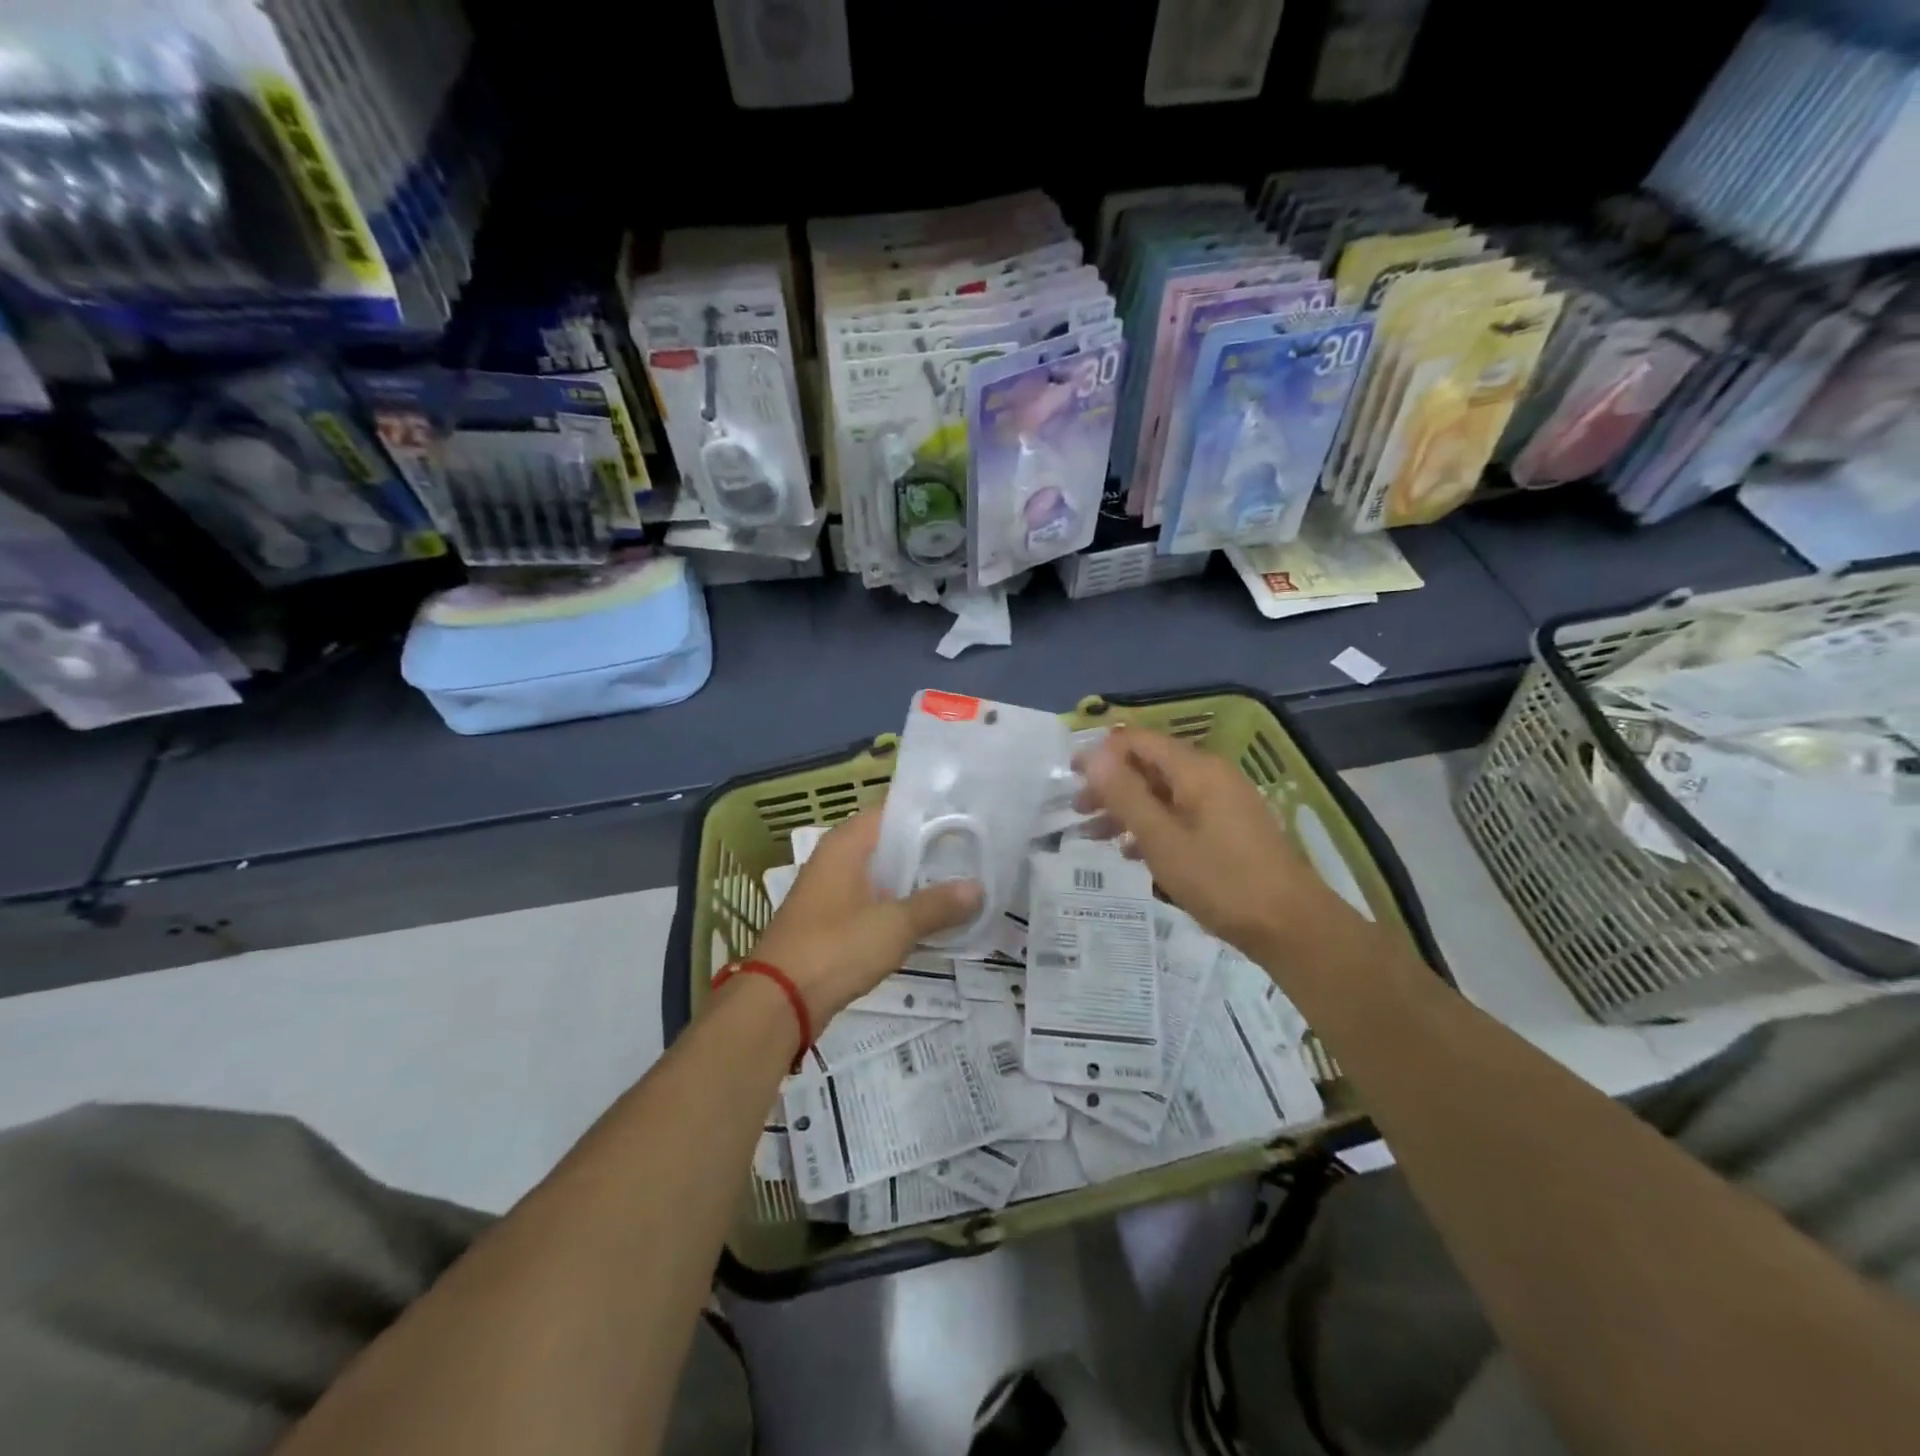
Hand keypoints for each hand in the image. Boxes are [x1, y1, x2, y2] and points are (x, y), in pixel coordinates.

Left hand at [749, 810, 981, 1025]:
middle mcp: (836, 858)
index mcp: (846, 844)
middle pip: (890, 843)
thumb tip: (978, 889)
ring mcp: (831, 891)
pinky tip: (929, 919)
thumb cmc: (835, 948)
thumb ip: (937, 905)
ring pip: (882, 875)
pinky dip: (898, 905)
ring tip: (961, 884)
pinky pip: (873, 901)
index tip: (968, 818)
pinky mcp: (831, 921)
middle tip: (975, 853)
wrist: (779, 1002)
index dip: (930, 813)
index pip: (894, 811)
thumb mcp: (894, 925)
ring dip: (915, 881)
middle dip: (929, 850)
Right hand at [1076, 726, 1350, 960]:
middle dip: (1110, 785)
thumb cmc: (1220, 880)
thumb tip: (1093, 755)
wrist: (1291, 925)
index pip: (1138, 741)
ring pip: (1163, 793)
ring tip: (1095, 837)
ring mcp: (1223, 802)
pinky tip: (1133, 853)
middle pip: (1149, 766)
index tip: (1070, 776)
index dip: (1101, 753)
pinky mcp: (1229, 828)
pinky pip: (1181, 814)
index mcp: (1195, 770)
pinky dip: (1153, 826)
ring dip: (1127, 810)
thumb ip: (1125, 795)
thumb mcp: (1161, 839)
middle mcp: (1210, 776)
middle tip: (1078, 811)